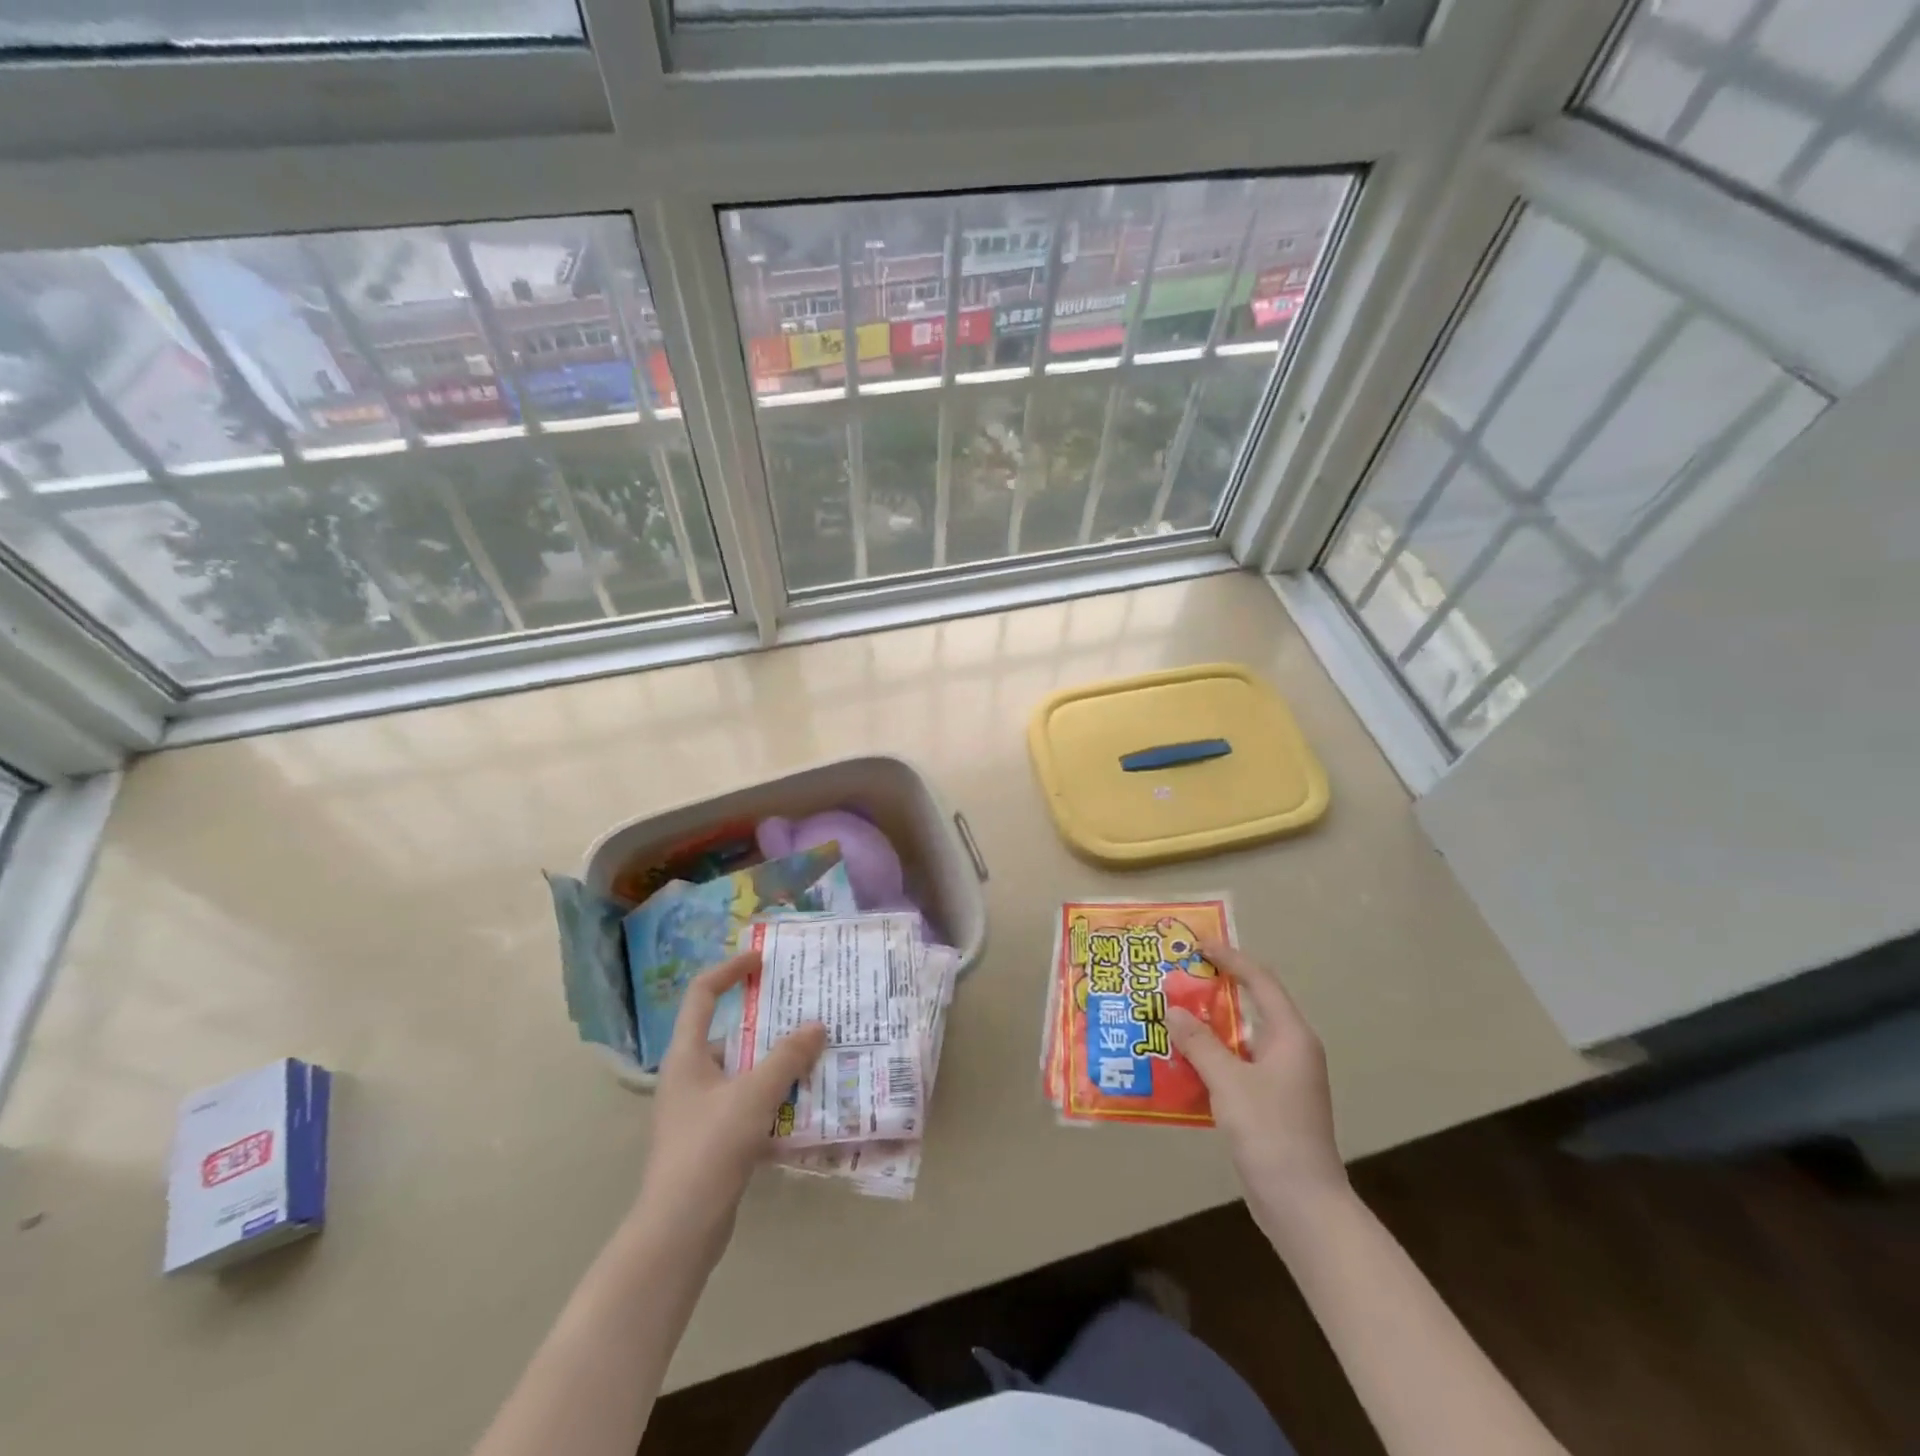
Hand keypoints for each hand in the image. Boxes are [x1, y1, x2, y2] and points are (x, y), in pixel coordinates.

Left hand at [630, 951, 826, 1255]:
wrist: (678, 1231)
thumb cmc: (708, 1149)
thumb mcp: (753, 1095)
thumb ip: (787, 1057)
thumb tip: (817, 1026)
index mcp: (686, 1055)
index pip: (702, 994)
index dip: (730, 970)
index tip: (762, 960)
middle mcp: (689, 1076)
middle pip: (730, 1033)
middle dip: (768, 1021)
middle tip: (806, 1011)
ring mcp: (699, 1110)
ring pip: (743, 1071)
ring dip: (776, 1062)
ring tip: (816, 1054)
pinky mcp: (712, 1140)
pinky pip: (748, 1103)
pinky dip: (774, 1097)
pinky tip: (805, 1102)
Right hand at [1169, 940, 1349, 1243]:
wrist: (1303, 1205)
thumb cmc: (1270, 1133)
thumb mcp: (1228, 1082)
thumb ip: (1199, 1042)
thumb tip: (1172, 1009)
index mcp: (1290, 1036)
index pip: (1260, 981)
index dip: (1230, 958)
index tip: (1198, 945)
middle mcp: (1290, 1050)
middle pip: (1250, 1006)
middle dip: (1213, 991)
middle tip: (1176, 979)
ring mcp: (1282, 1079)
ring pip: (1240, 1039)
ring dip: (1207, 1028)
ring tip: (1169, 1017)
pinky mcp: (1270, 1103)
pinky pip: (1237, 1066)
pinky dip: (1211, 1058)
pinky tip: (1180, 1063)